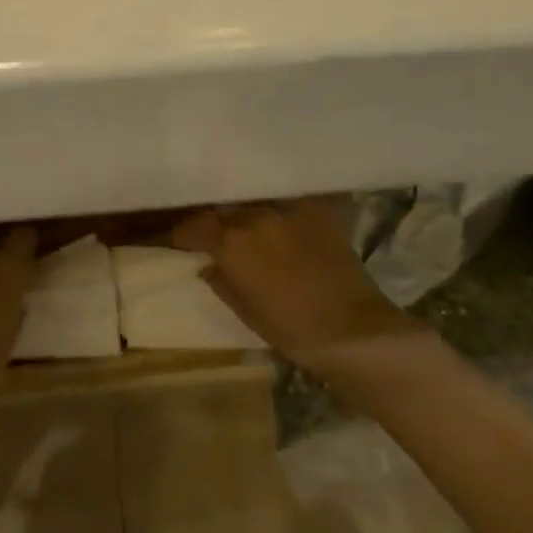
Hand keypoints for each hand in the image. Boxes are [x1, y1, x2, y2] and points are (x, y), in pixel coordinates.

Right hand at [174, 199, 408, 365]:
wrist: (352, 330)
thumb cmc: (292, 329)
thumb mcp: (246, 312)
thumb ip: (222, 283)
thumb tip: (208, 267)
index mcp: (231, 243)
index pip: (194, 226)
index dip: (183, 234)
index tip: (180, 242)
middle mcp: (255, 218)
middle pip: (224, 210)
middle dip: (215, 222)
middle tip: (215, 235)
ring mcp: (288, 211)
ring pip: (256, 204)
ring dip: (247, 215)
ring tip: (248, 226)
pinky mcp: (317, 212)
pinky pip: (289, 202)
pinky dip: (280, 210)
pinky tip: (282, 221)